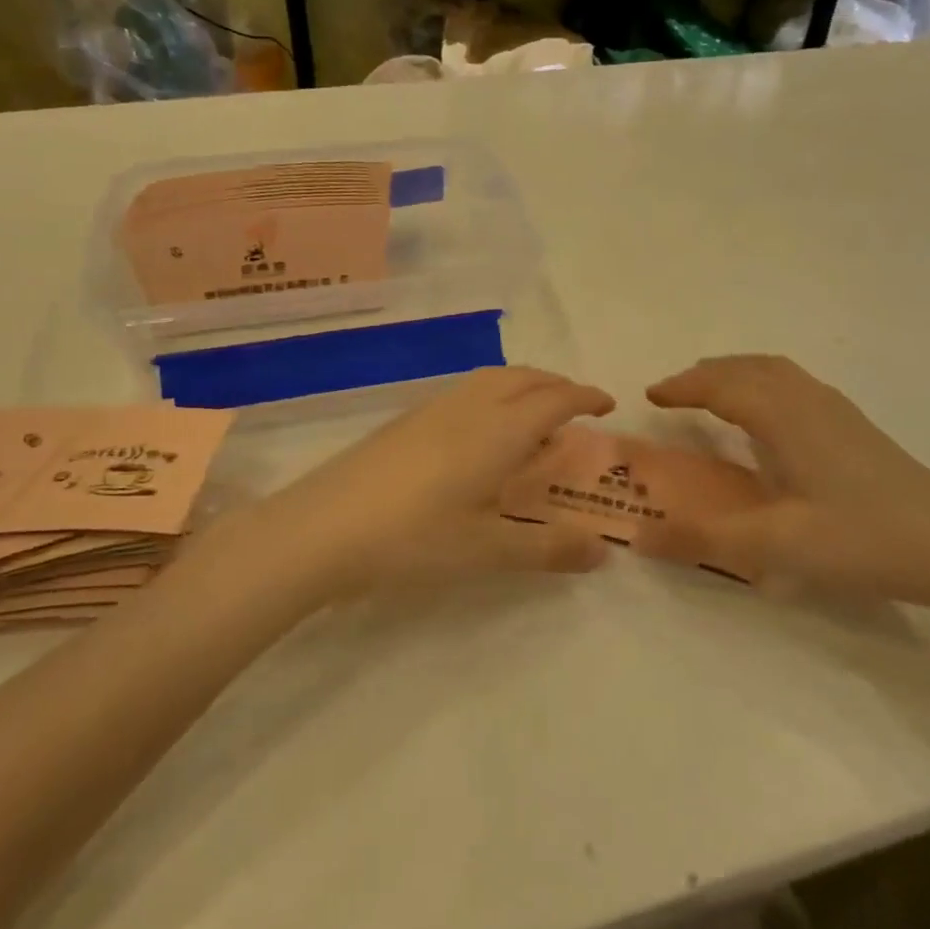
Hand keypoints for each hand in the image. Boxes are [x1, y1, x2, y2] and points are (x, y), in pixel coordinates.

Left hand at [211, 367, 616, 599]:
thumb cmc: (414, 539)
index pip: (554, 399)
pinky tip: (479, 434)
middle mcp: (469, 407)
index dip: (584, 396)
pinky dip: (492, 397)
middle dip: (555, 384)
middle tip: (574, 407)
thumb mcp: (487, 550)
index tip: (607, 403)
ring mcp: (431, 409)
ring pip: (490, 380)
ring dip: (521, 386)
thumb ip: (547, 548)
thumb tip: (601, 551)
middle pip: (522, 377)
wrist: (322, 529)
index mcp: (498, 430)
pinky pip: (464, 392)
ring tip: (531, 417)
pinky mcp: (404, 422)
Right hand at [634, 355, 929, 614]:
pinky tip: (771, 418)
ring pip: (776, 372)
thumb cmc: (863, 540)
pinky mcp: (857, 429)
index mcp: (785, 418)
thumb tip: (638, 537)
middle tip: (674, 393)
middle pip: (748, 368)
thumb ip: (702, 539)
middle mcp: (809, 402)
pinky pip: (796, 385)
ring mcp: (839, 412)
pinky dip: (764, 384)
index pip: (721, 385)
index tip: (650, 395)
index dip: (683, 387)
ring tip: (714, 394)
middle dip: (705, 374)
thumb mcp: (775, 547)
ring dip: (736, 374)